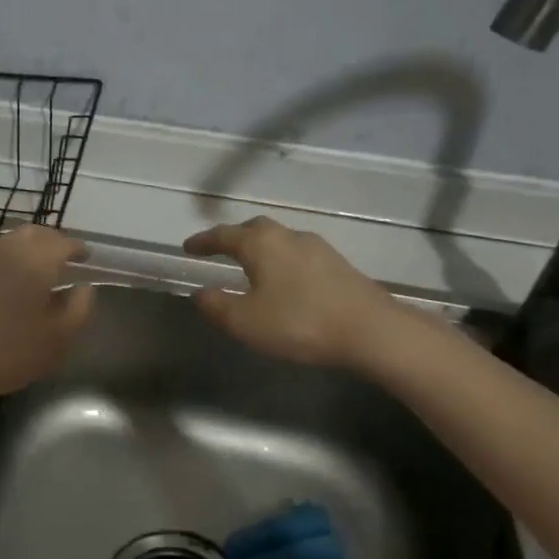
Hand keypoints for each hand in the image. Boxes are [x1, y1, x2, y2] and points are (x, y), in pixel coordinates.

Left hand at [0, 224, 94, 409]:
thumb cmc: (4, 352)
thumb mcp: (56, 341)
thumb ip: (78, 309)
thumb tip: (84, 287)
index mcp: (35, 259)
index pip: (63, 242)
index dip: (77, 247)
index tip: (85, 255)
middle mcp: (3, 246)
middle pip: (31, 233)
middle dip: (48, 241)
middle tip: (58, 257)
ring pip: (1, 242)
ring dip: (17, 251)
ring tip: (23, 271)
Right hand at [183, 216, 431, 370]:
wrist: (371, 330)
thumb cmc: (299, 322)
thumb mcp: (246, 321)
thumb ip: (217, 305)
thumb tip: (200, 292)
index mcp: (260, 243)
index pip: (223, 235)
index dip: (203, 241)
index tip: (187, 247)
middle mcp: (287, 236)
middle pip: (253, 228)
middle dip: (233, 237)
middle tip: (219, 250)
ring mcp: (317, 247)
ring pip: (279, 239)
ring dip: (260, 248)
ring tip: (251, 266)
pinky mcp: (337, 264)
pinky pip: (298, 253)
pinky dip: (281, 260)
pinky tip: (285, 280)